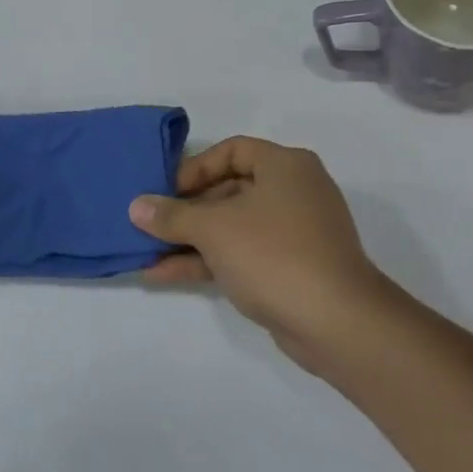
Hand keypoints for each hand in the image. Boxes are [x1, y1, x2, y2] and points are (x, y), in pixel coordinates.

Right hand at [129, 137, 398, 371]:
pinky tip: (165, 274)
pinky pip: (243, 253)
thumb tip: (137, 206)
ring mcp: (295, 232)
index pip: (233, 150)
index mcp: (286, 165)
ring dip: (192, 239)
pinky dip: (209, 261)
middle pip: (231, 189)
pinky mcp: (292, 268)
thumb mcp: (216, 229)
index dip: (195, 168)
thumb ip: (173, 215)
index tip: (164, 191)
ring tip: (146, 252)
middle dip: (187, 209)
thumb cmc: (274, 254)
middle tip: (150, 224)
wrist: (336, 321)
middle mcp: (294, 191)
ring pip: (234, 226)